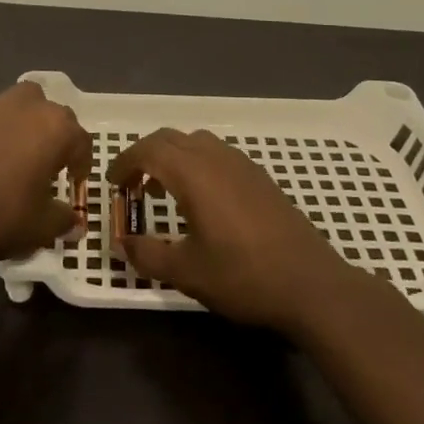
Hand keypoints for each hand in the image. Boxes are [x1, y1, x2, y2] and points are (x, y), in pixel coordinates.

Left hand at [0, 83, 89, 265]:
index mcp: (54, 128)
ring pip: (18, 109)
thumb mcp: (40, 228)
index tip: (73, 183)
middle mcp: (25, 106)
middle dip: (54, 136)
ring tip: (15, 161)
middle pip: (50, 113)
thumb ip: (63, 220)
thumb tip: (73, 220)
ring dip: (23, 129)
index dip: (81, 163)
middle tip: (47, 166)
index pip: (81, 140)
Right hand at [109, 129, 370, 331]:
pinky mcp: (260, 177)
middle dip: (145, 155)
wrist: (311, 284)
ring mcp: (242, 164)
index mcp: (193, 174)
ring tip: (164, 190)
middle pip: (170, 138)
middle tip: (132, 185)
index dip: (125, 162)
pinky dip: (197, 163)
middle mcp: (216, 158)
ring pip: (196, 142)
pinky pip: (217, 153)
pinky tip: (202, 199)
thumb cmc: (244, 276)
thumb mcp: (187, 272)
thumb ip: (148, 255)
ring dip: (172, 157)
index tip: (112, 184)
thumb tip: (121, 243)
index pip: (148, 150)